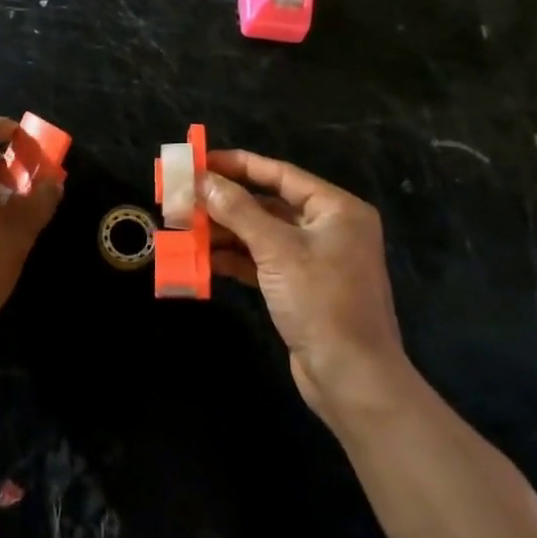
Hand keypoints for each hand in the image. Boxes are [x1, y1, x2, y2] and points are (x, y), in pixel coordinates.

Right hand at [202, 150, 404, 420]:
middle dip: (226, 202)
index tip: (200, 160)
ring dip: (225, 231)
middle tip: (185, 196)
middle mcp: (328, 228)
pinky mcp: (300, 288)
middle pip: (269, 203)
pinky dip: (236, 258)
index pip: (280, 174)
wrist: (351, 377)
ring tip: (185, 227)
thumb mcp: (277, 249)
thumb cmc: (321, 301)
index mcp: (336, 208)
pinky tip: (204, 257)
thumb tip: (203, 180)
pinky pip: (263, 261)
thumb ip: (238, 210)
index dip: (238, 165)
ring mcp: (314, 259)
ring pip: (262, 234)